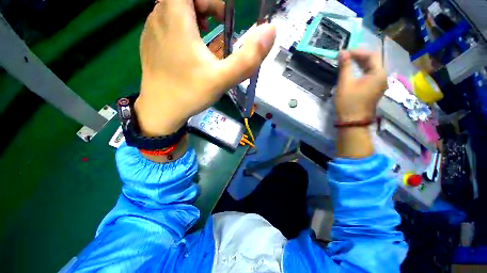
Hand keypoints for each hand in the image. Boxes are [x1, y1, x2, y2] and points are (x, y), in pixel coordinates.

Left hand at [135, 0, 275, 135]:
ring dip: (194, 16)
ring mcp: (151, 30)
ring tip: (207, 38)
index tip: (225, 18)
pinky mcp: (151, 43)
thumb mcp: (222, 78)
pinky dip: (182, 28)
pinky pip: (167, 23)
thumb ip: (247, 58)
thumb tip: (270, 31)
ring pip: (175, 9)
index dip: (211, 0)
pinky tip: (190, 50)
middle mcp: (158, 16)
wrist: (161, 111)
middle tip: (220, 27)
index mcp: (175, 17)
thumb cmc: (190, 93)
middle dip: (206, 6)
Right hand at [335, 49, 386, 121]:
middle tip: (345, 56)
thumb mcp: (345, 83)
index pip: (372, 55)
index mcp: (378, 73)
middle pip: (373, 61)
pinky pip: (370, 75)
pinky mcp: (374, 89)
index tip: (344, 52)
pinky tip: (353, 71)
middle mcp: (382, 77)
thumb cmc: (348, 102)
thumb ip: (345, 66)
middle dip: (359, 56)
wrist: (352, 121)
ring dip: (360, 63)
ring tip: (347, 62)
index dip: (358, 51)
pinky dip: (361, 71)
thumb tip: (342, 52)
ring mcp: (379, 84)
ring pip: (371, 68)